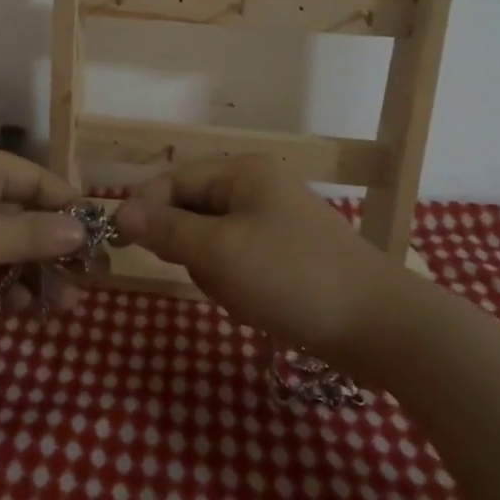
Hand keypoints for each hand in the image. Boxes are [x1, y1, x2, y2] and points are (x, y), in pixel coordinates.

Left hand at [0, 141, 88, 329]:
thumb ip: (34, 235)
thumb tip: (84, 229)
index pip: (40, 181)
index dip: (71, 211)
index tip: (99, 246)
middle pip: (22, 214)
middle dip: (51, 252)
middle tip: (79, 290)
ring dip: (27, 272)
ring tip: (53, 309)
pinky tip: (14, 307)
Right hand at [113, 155, 392, 352]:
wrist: (379, 327)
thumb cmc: (290, 277)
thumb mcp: (218, 252)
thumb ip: (166, 229)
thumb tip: (119, 212)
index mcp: (243, 172)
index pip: (174, 180)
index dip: (145, 209)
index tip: (120, 244)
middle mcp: (258, 189)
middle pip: (192, 211)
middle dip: (191, 249)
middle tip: (209, 275)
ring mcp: (275, 223)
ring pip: (213, 243)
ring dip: (215, 273)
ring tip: (241, 296)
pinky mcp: (287, 257)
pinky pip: (239, 263)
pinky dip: (238, 286)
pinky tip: (257, 306)